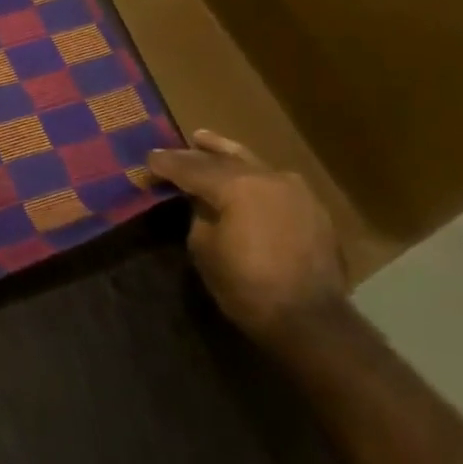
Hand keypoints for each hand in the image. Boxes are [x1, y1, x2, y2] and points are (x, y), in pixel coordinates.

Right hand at [147, 130, 347, 346]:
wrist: (310, 320)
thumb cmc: (246, 286)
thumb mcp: (204, 248)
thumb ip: (199, 214)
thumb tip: (201, 200)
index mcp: (237, 186)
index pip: (192, 168)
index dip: (167, 164)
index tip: (149, 159)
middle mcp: (268, 178)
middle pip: (224, 159)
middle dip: (196, 154)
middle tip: (174, 148)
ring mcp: (296, 191)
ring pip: (253, 164)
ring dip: (228, 156)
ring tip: (207, 143)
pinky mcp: (313, 209)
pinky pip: (274, 183)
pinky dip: (253, 177)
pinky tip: (244, 179)